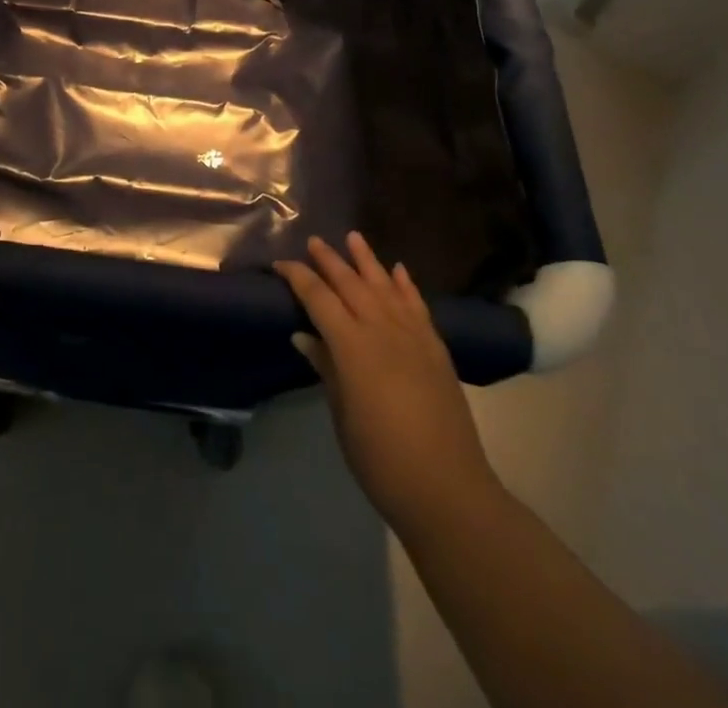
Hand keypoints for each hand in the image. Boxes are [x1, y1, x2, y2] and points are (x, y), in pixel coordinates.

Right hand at [275, 233, 498, 532]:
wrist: (447, 490)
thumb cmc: (380, 458)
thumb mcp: (341, 414)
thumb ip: (325, 367)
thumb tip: (304, 336)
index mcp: (352, 346)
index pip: (318, 298)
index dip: (298, 277)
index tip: (280, 265)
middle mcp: (382, 330)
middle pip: (351, 284)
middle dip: (330, 260)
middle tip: (314, 241)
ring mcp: (413, 337)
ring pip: (386, 286)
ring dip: (368, 261)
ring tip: (354, 237)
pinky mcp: (436, 350)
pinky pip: (418, 306)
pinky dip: (406, 285)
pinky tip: (399, 271)